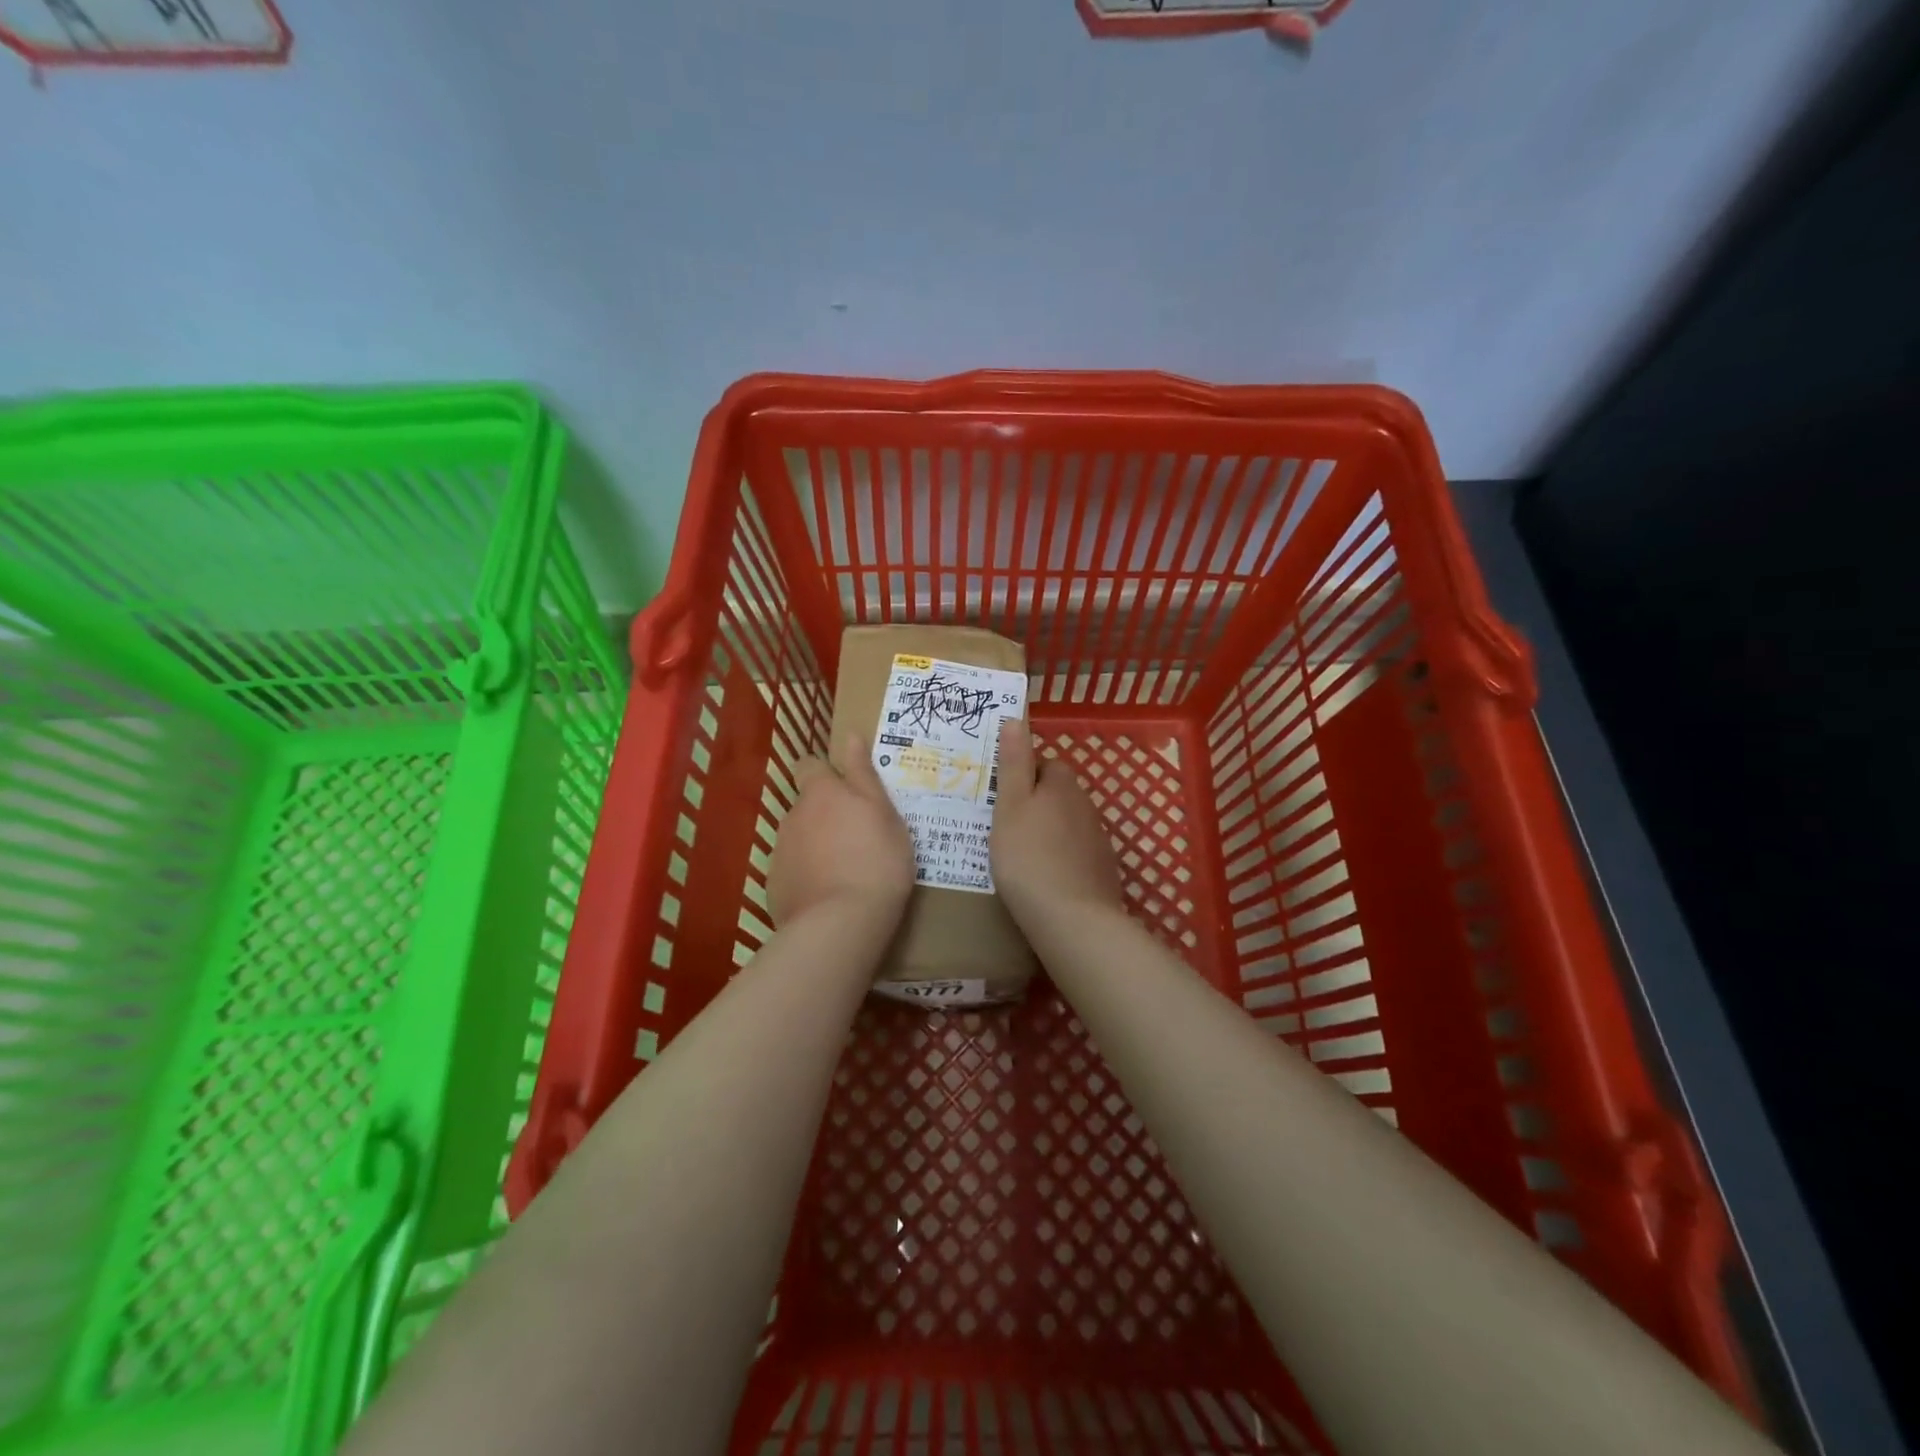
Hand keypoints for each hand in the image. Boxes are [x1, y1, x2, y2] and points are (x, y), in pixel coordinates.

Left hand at [769, 732, 914, 926]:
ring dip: (816, 846)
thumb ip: (863, 774)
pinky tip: (829, 896)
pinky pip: (793, 871)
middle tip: (857, 838)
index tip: (844, 789)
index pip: (808, 765)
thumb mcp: (883, 813)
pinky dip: (807, 877)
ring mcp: (779, 852)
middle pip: (806, 806)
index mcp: (821, 793)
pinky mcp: (774, 885)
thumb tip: (851, 735)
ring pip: (799, 839)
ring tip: (845, 872)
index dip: (823, 773)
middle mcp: (793, 815)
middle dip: (825, 815)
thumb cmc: (876, 861)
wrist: (841, 923)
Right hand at [990, 719, 1125, 929]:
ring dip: (1048, 831)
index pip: (1045, 763)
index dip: (1022, 776)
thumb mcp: (1010, 806)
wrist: (1073, 919)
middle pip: (1058, 793)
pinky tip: (1044, 878)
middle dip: (1035, 803)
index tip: (1000, 796)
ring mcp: (1098, 839)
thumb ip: (1014, 763)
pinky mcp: (1103, 870)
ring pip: (1068, 823)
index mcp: (1062, 785)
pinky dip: (1061, 858)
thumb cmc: (1029, 857)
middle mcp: (1086, 805)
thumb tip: (1016, 719)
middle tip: (1004, 826)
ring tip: (1019, 855)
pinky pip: (1076, 852)